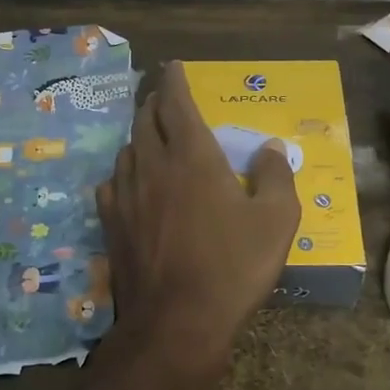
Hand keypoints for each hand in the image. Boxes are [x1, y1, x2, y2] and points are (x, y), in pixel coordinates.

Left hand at [98, 62, 300, 366]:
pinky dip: (124, 171)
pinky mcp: (111, 224)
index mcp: (192, 156)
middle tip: (164, 95)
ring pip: (127, 149)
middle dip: (155, 101)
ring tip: (150, 134)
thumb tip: (269, 147)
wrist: (177, 322)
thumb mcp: (277, 220)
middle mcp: (153, 166)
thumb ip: (276, 176)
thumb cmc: (234, 267)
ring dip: (139, 134)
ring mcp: (126, 195)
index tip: (173, 67)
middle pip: (145, 119)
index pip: (177, 103)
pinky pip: (113, 183)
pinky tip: (131, 181)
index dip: (175, 81)